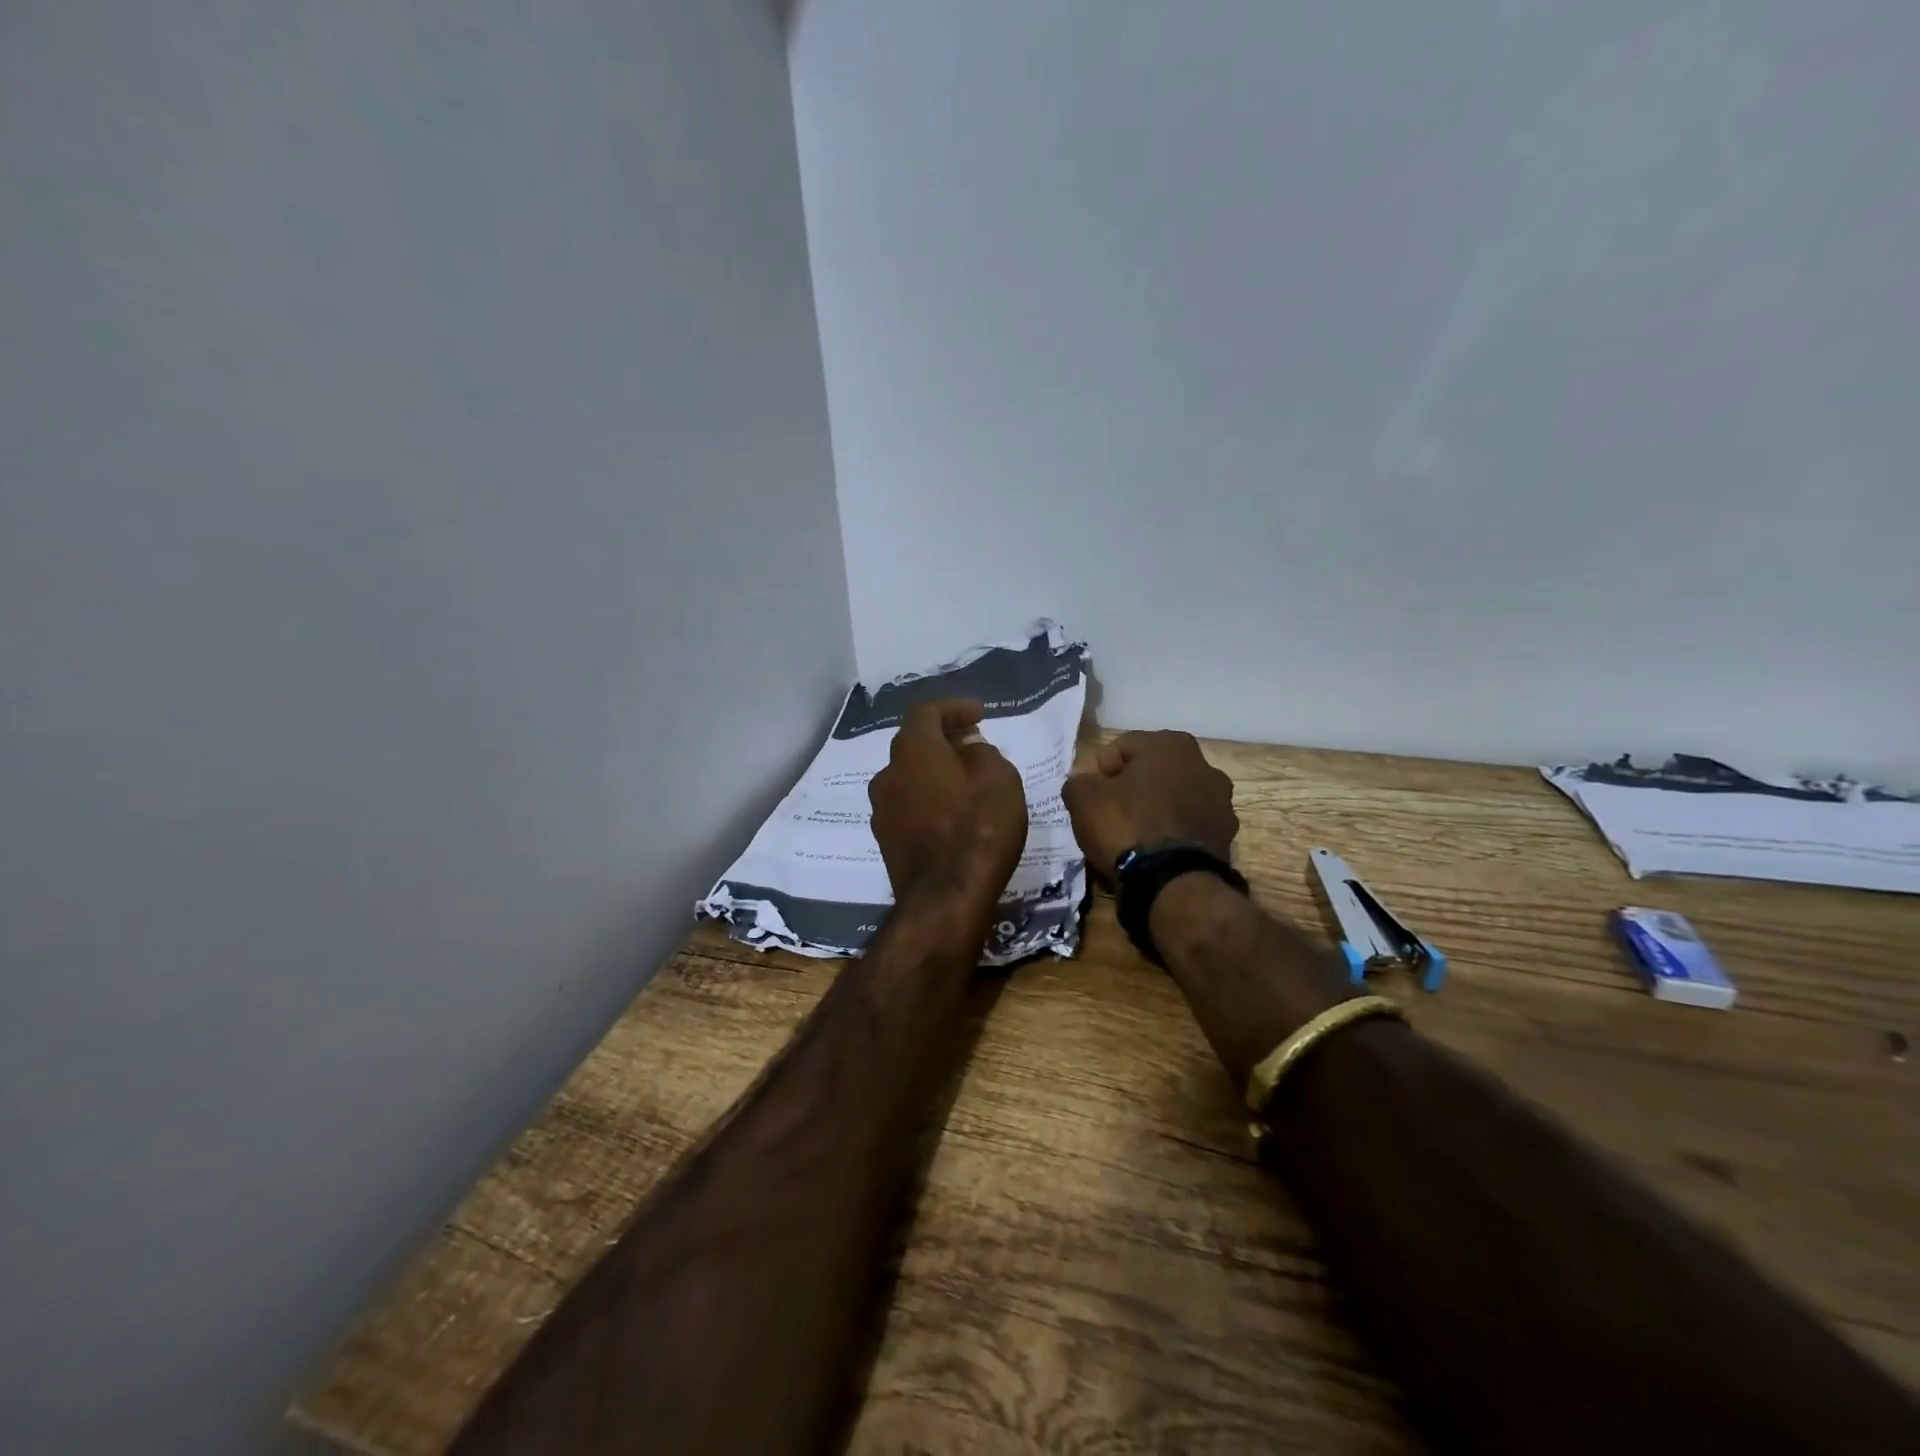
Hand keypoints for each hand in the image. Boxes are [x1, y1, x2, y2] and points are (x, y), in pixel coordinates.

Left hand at [869, 699, 1028, 914]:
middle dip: (945, 740)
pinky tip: (954, 812)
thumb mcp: (999, 778)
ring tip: (967, 780)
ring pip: (910, 777)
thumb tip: (968, 749)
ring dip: (936, 771)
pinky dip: (929, 798)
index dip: (954, 708)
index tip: (980, 714)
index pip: (927, 712)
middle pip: (915, 744)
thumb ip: (983, 753)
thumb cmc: (978, 829)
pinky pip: (909, 805)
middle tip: (974, 743)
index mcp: (912, 750)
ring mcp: (882, 810)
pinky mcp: (886, 840)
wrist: (945, 899)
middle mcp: (887, 774)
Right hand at [1062, 730, 1238, 878]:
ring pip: (1174, 799)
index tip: (1091, 797)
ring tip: (1133, 837)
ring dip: (1155, 810)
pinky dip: (1173, 833)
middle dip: (1131, 789)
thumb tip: (1084, 780)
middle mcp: (1204, 764)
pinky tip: (1155, 852)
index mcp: (1170, 744)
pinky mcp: (1226, 836)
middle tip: (1109, 814)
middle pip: (1152, 772)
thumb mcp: (1084, 799)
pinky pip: (1188, 826)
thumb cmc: (1126, 826)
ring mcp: (1221, 802)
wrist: (1171, 883)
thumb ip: (1079, 781)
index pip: (1121, 748)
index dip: (1099, 772)